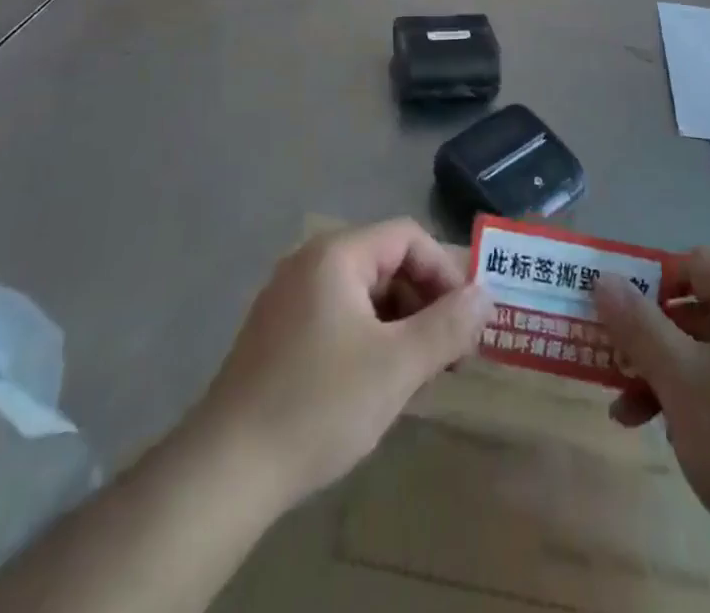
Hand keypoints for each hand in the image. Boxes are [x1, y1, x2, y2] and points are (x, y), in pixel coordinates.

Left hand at [192, 220, 491, 509]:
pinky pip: (339, 316)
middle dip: (425, 302)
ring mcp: (288, 298)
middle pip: (386, 262)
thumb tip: (486, 295)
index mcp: (336, 255)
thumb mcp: (396, 366)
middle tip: (450, 353)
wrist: (224, 472)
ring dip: (400, 324)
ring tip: (419, 374)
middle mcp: (310, 263)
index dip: (444, 272)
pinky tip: (377, 383)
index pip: (408, 237)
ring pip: (364, 293)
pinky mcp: (277, 333)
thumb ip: (448, 326)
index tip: (466, 321)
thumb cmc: (318, 404)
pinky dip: (369, 338)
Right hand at [594, 250, 709, 561]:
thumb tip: (603, 279)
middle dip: (649, 339)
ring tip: (627, 413)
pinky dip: (696, 399)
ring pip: (709, 352)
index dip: (649, 283)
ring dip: (665, 375)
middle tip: (613, 367)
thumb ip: (637, 325)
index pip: (693, 263)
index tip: (616, 318)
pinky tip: (668, 434)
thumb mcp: (679, 380)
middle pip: (698, 310)